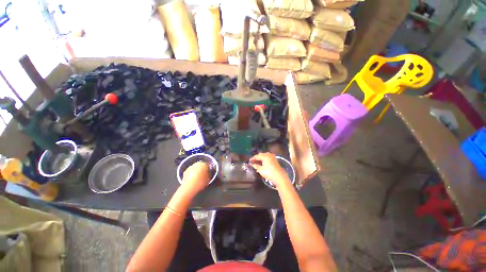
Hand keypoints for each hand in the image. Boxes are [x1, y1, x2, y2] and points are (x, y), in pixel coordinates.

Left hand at [181, 162, 209, 196]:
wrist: (189, 187)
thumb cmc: (200, 182)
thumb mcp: (208, 179)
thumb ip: (209, 174)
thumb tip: (208, 173)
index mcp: (204, 164)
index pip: (208, 165)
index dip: (209, 169)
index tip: (209, 173)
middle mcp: (197, 164)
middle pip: (201, 165)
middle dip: (202, 169)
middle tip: (203, 175)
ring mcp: (191, 167)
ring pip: (195, 168)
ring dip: (197, 171)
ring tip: (198, 178)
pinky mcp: (185, 171)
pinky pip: (191, 171)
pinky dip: (192, 174)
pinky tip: (193, 179)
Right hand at [249, 153, 290, 188]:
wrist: (279, 177)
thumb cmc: (269, 173)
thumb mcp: (260, 170)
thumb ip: (256, 166)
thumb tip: (252, 164)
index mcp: (265, 156)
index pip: (257, 156)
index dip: (252, 158)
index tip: (249, 161)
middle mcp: (268, 155)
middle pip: (261, 155)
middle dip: (256, 158)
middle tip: (252, 162)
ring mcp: (272, 157)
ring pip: (264, 156)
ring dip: (260, 158)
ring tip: (256, 162)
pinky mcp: (274, 160)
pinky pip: (267, 157)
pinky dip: (264, 159)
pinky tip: (262, 163)